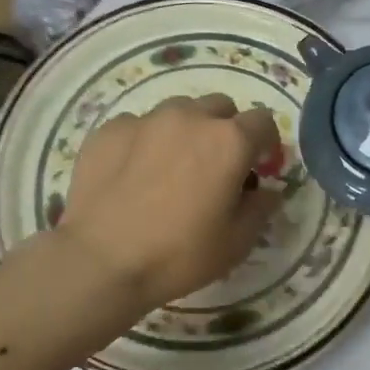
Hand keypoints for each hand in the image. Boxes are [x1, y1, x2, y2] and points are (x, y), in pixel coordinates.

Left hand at [56, 94, 282, 315]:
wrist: (101, 262)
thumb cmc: (179, 255)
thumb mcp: (236, 242)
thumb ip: (261, 208)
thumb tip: (268, 191)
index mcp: (229, 141)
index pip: (263, 121)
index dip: (266, 143)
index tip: (259, 166)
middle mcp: (190, 118)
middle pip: (220, 107)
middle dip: (225, 130)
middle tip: (215, 166)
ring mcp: (146, 119)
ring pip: (179, 110)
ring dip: (186, 130)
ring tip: (172, 166)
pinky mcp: (109, 129)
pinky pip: (138, 124)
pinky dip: (145, 141)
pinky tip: (133, 173)